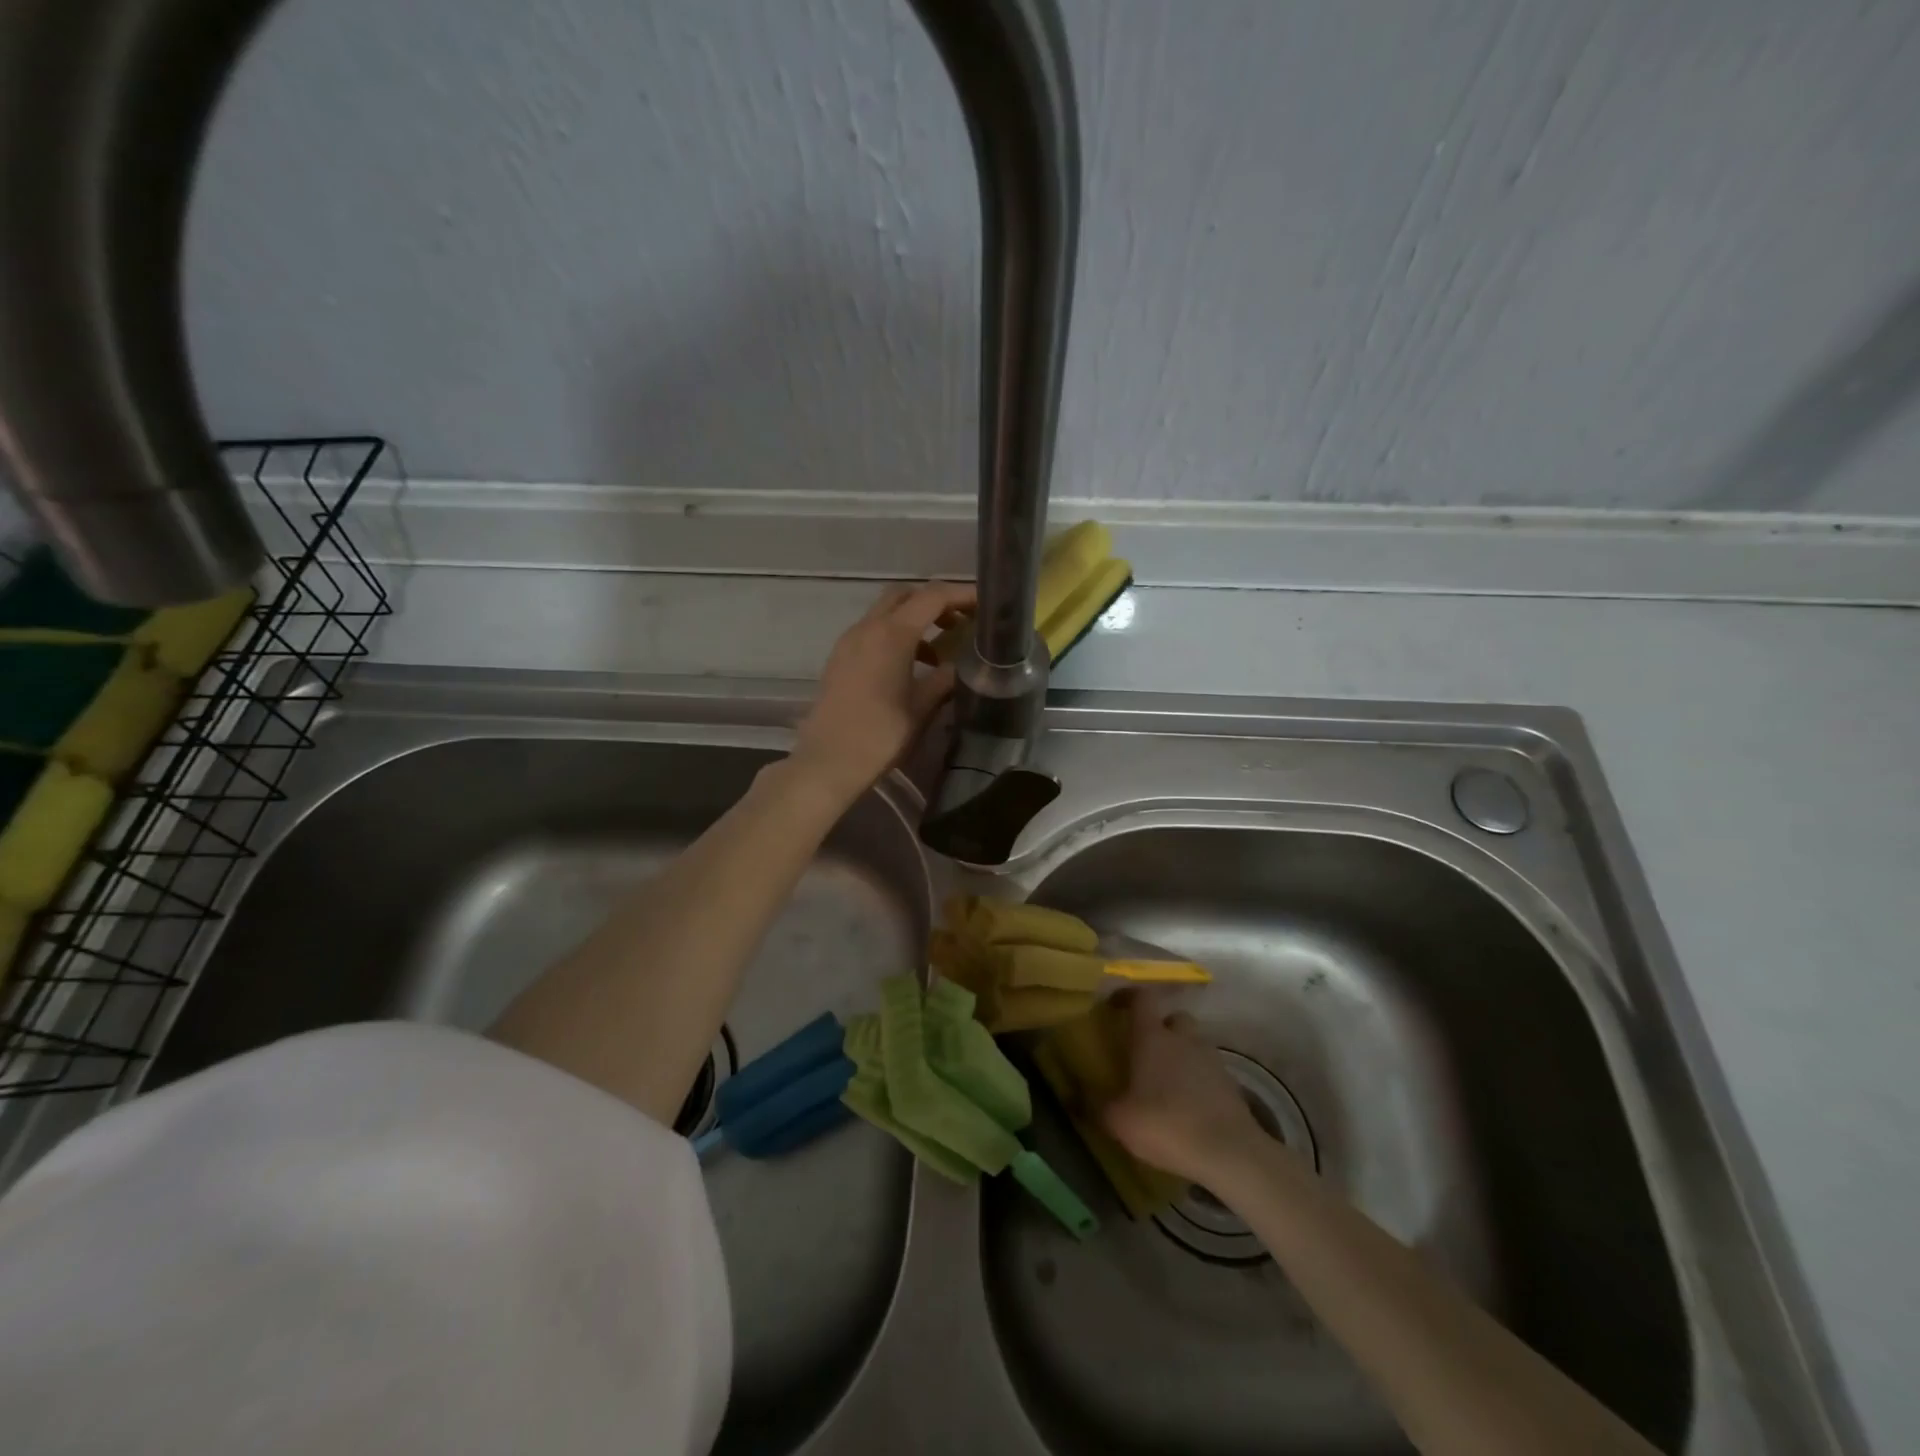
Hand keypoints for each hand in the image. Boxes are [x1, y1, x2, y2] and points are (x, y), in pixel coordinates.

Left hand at [790, 581, 975, 805]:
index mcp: (892, 634)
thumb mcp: (922, 707)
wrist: (829, 760)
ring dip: (914, 621)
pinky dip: (895, 636)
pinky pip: (872, 632)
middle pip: (905, 595)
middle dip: (934, 601)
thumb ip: (945, 679)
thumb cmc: (881, 734)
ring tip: (938, 653)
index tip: (984, 604)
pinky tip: (909, 668)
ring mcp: (849, 641)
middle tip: (959, 622)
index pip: (932, 597)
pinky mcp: (839, 657)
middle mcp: (868, 627)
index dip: (962, 595)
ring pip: (886, 613)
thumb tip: (962, 665)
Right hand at [1101, 990, 1267, 1184]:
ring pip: (1193, 1043)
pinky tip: (1188, 1104)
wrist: (1229, 1153)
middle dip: (1160, 1027)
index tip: (1115, 1006)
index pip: (1142, 998)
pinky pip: (1208, 1070)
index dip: (1128, 996)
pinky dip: (1197, 1079)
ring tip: (1167, 1081)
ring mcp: (1211, 1059)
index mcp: (1153, 1037)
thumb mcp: (1119, 1121)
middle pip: (1173, 1017)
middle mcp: (1183, 1038)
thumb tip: (1079, 1097)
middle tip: (1145, 1049)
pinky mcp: (1230, 1083)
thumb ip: (1097, 1106)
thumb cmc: (1167, 1124)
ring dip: (1180, 1054)